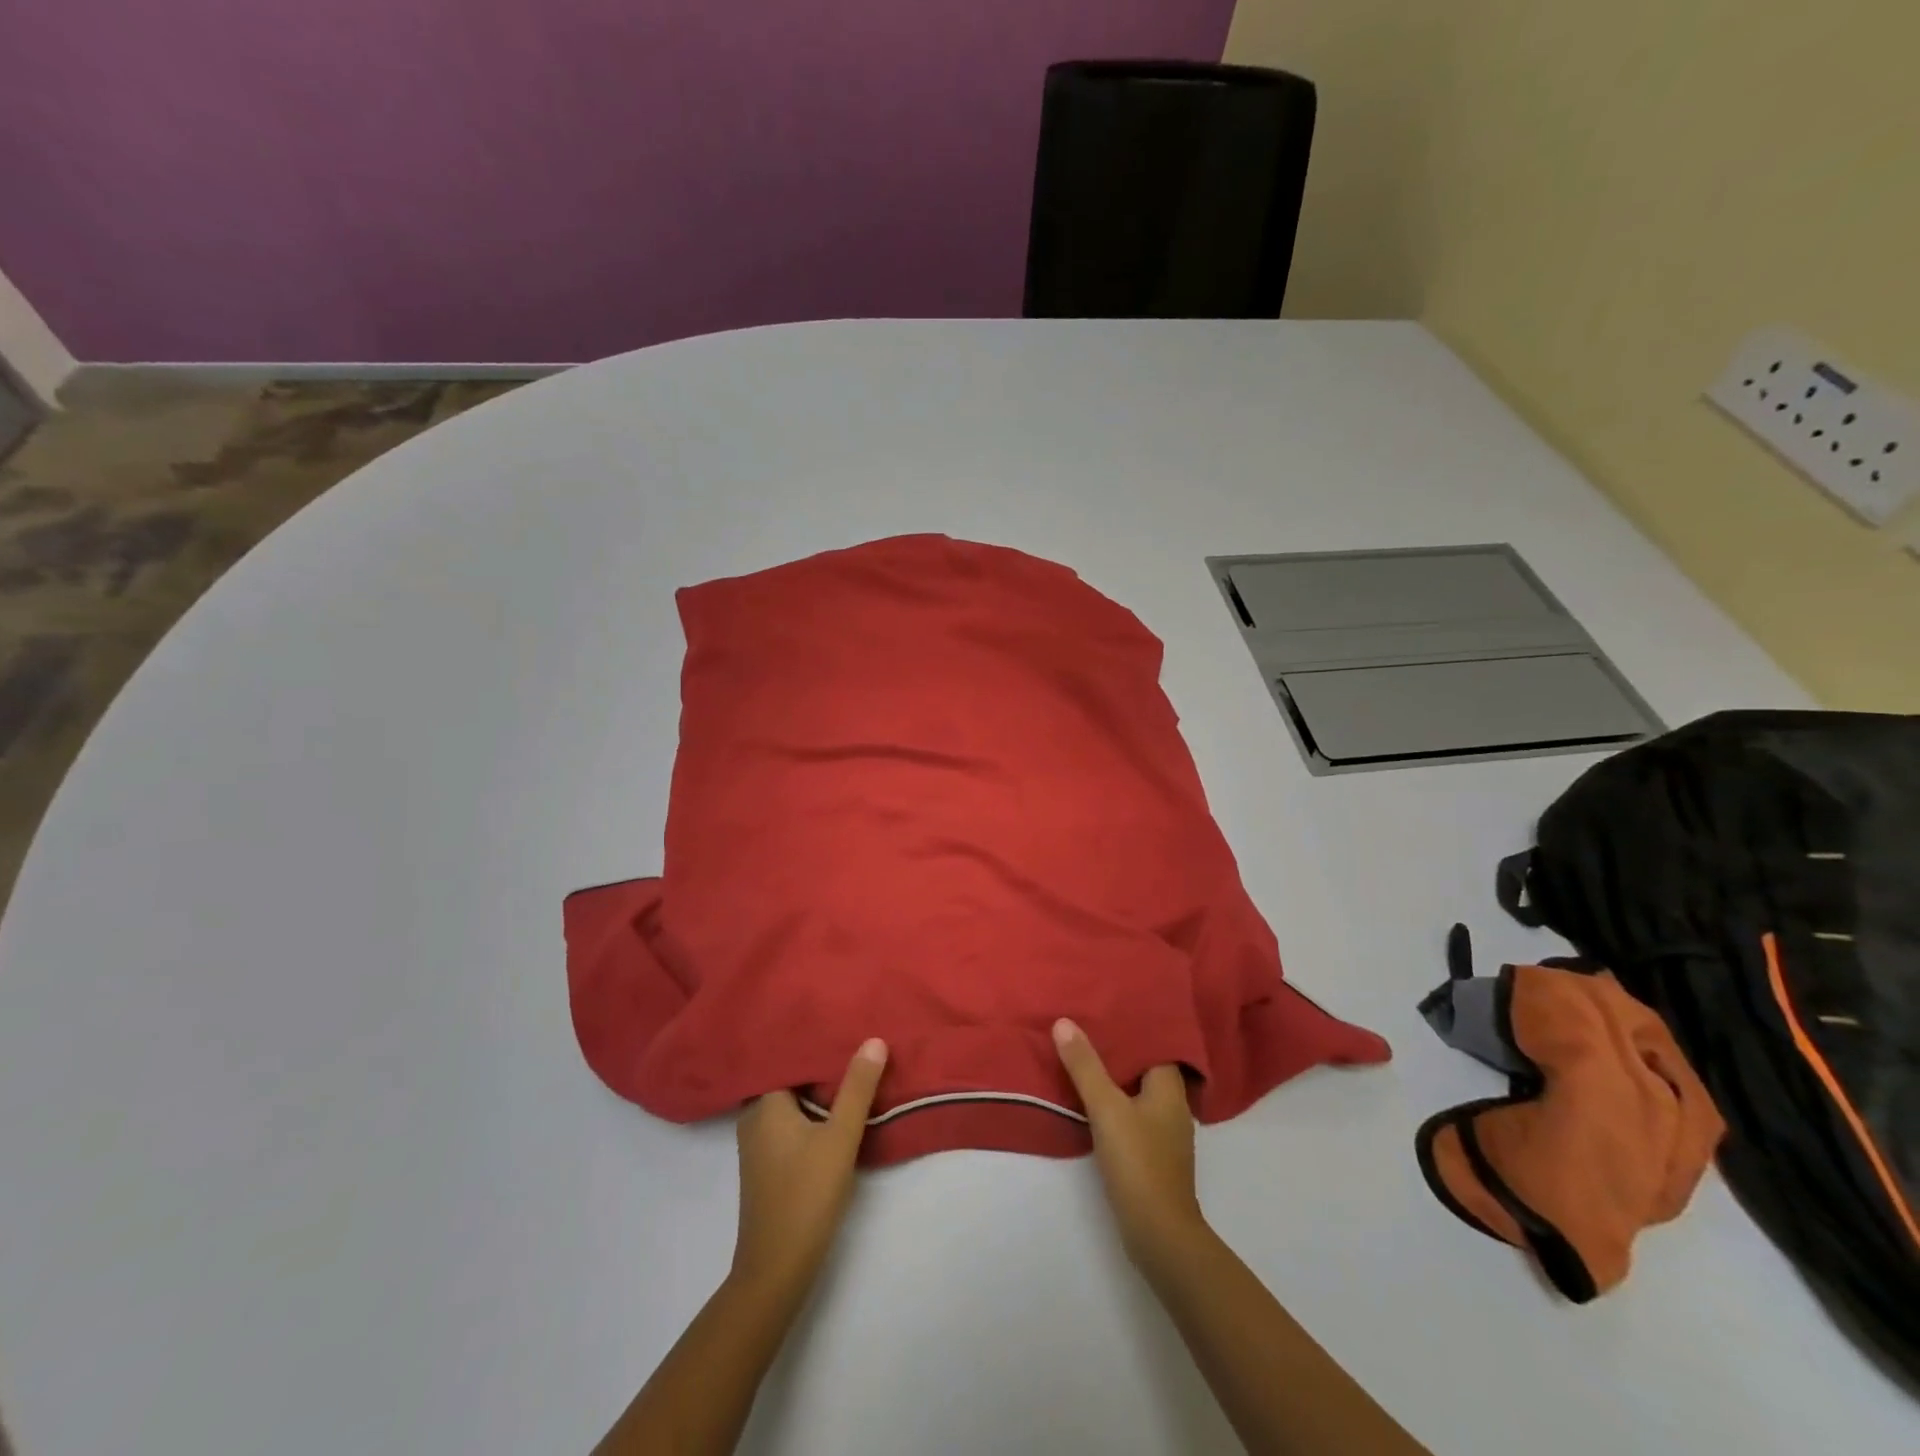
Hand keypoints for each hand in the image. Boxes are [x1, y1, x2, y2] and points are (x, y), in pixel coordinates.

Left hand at [730, 1038, 887, 1296]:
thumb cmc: (806, 1195)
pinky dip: (811, 1110)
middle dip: (819, 1062)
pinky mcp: (767, 1162)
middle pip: (789, 1076)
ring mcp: (757, 1141)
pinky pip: (789, 1120)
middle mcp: (753, 1115)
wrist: (776, 1269)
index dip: (815, 1038)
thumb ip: (857, 1088)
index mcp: (764, 1102)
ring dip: (817, 1088)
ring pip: (790, 1100)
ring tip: (851, 1066)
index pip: (788, 1055)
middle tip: (854, 1038)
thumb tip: (874, 1040)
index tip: (841, 1020)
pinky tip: (836, 1108)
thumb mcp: (840, 1137)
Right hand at [1054, 1019, 1205, 1267]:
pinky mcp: (1152, 1155)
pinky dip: (1114, 1102)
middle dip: (1118, 1049)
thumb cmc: (1139, 1162)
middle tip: (1086, 1024)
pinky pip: (1132, 1114)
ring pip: (1137, 1091)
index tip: (1106, 1006)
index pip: (1155, 1044)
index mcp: (1170, 1088)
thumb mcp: (1106, 1108)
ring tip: (1083, 1055)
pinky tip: (1091, 1099)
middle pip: (1144, 1066)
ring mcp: (1164, 1133)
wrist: (1159, 1235)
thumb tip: (1064, 1022)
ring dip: (1114, 1076)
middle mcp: (1173, 1106)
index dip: (1133, 1026)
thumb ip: (1085, 1066)